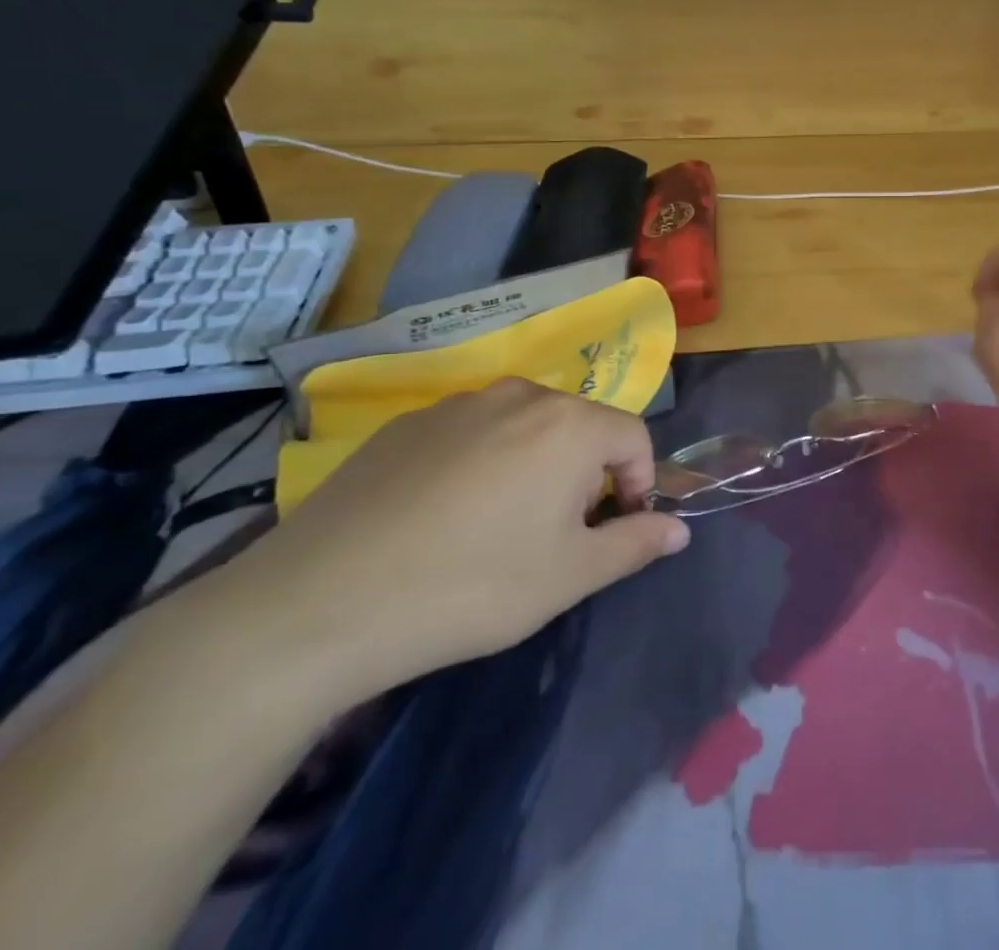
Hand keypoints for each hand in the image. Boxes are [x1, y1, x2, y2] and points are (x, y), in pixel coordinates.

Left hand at [213, 382, 688, 710]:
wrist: (319, 603)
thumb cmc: (471, 586)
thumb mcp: (568, 577)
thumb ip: (634, 544)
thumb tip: (679, 529)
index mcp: (568, 424)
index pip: (634, 438)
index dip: (637, 484)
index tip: (611, 531)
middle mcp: (519, 395)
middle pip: (579, 427)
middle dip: (584, 476)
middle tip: (553, 536)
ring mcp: (457, 404)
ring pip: (523, 428)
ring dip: (533, 467)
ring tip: (496, 528)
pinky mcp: (406, 424)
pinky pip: (469, 434)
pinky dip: (478, 464)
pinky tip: (440, 519)